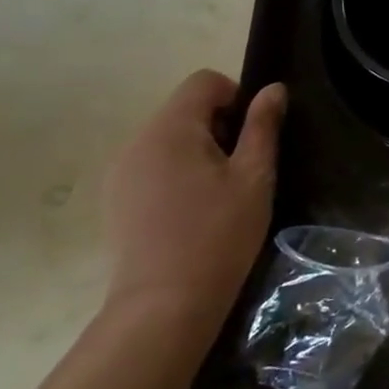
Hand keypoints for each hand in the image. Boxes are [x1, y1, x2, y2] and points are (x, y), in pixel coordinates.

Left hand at [102, 71, 286, 341]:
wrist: (163, 307)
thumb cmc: (218, 236)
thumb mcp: (254, 177)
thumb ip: (263, 126)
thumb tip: (273, 89)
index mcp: (170, 128)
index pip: (204, 82)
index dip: (236, 98)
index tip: (252, 138)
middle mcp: (136, 141)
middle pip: (184, 109)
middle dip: (218, 128)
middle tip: (240, 172)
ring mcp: (120, 172)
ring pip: (169, 138)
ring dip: (197, 152)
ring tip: (217, 195)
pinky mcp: (115, 200)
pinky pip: (152, 165)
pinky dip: (176, 173)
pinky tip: (190, 212)